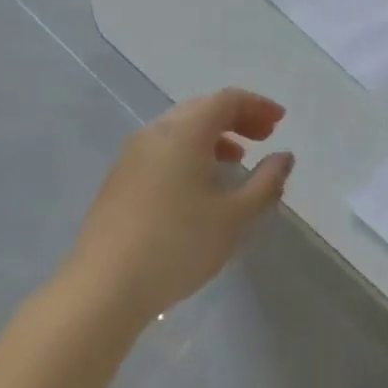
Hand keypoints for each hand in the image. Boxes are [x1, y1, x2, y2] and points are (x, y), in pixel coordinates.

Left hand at [72, 89, 295, 322]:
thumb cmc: (179, 245)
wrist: (103, 287)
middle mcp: (155, 132)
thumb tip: (284, 157)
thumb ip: (266, 182)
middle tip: (264, 136)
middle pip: (202, 109)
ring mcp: (131, 155)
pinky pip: (162, 149)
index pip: (226, 100)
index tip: (280, 121)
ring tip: (236, 160)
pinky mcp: (118, 179)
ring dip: (213, 136)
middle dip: (237, 118)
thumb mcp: (236, 217)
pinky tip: (199, 185)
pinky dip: (189, 152)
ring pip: (179, 129)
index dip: (257, 105)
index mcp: (185, 132)